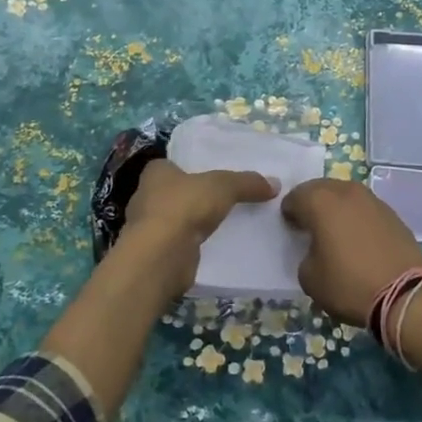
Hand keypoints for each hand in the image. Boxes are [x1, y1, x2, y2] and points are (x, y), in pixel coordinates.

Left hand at [113, 159, 278, 304]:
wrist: (161, 256)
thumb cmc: (184, 207)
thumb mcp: (223, 186)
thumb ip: (247, 183)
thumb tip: (275, 184)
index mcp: (156, 172)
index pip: (172, 164)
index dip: (191, 168)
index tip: (213, 174)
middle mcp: (146, 197)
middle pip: (176, 192)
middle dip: (196, 196)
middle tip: (225, 198)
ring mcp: (149, 228)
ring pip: (178, 219)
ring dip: (195, 223)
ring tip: (225, 223)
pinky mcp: (158, 253)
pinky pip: (181, 244)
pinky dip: (194, 245)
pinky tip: (216, 246)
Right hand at [282, 178, 421, 326]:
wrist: (406, 294)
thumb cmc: (349, 284)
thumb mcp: (310, 278)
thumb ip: (305, 255)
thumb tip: (316, 250)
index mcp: (320, 201)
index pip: (295, 197)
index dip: (289, 212)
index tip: (291, 229)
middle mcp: (346, 191)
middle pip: (320, 189)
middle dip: (312, 205)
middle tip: (310, 227)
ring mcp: (372, 199)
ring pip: (345, 196)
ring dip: (336, 209)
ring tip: (334, 233)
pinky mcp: (392, 213)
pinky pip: (364, 209)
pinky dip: (356, 218)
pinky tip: (357, 239)